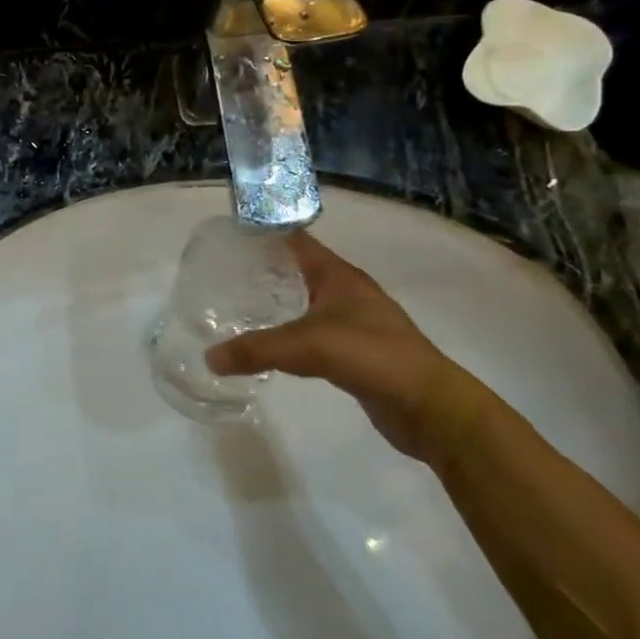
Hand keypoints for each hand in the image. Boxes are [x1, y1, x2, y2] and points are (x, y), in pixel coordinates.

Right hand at [206, 233, 493, 464]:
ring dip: (279, 302)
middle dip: (265, 268)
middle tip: (225, 272)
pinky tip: (273, 345)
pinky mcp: (357, 352)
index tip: (231, 233)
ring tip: (241, 305)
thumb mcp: (307, 346)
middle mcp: (347, 292)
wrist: (430, 406)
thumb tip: (209, 357)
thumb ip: (256, 349)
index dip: (265, 232)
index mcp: (338, 275)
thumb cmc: (372, 356)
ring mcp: (355, 322)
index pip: (296, 240)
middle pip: (299, 269)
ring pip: (307, 302)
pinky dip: (292, 333)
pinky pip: (315, 333)